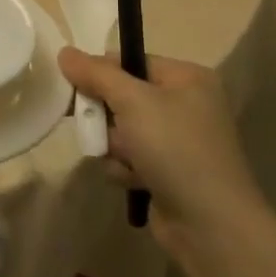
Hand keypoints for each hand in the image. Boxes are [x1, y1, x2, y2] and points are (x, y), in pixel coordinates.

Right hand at [58, 49, 264, 263]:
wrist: (210, 224)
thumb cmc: (175, 148)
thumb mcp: (133, 101)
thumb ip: (96, 74)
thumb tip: (65, 52)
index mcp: (187, 78)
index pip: (130, 62)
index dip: (100, 74)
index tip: (75, 88)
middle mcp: (186, 104)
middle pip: (123, 97)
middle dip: (106, 117)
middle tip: (93, 127)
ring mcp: (178, 141)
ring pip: (122, 131)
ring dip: (113, 146)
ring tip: (125, 161)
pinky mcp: (169, 172)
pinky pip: (130, 158)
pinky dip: (125, 168)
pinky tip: (133, 181)